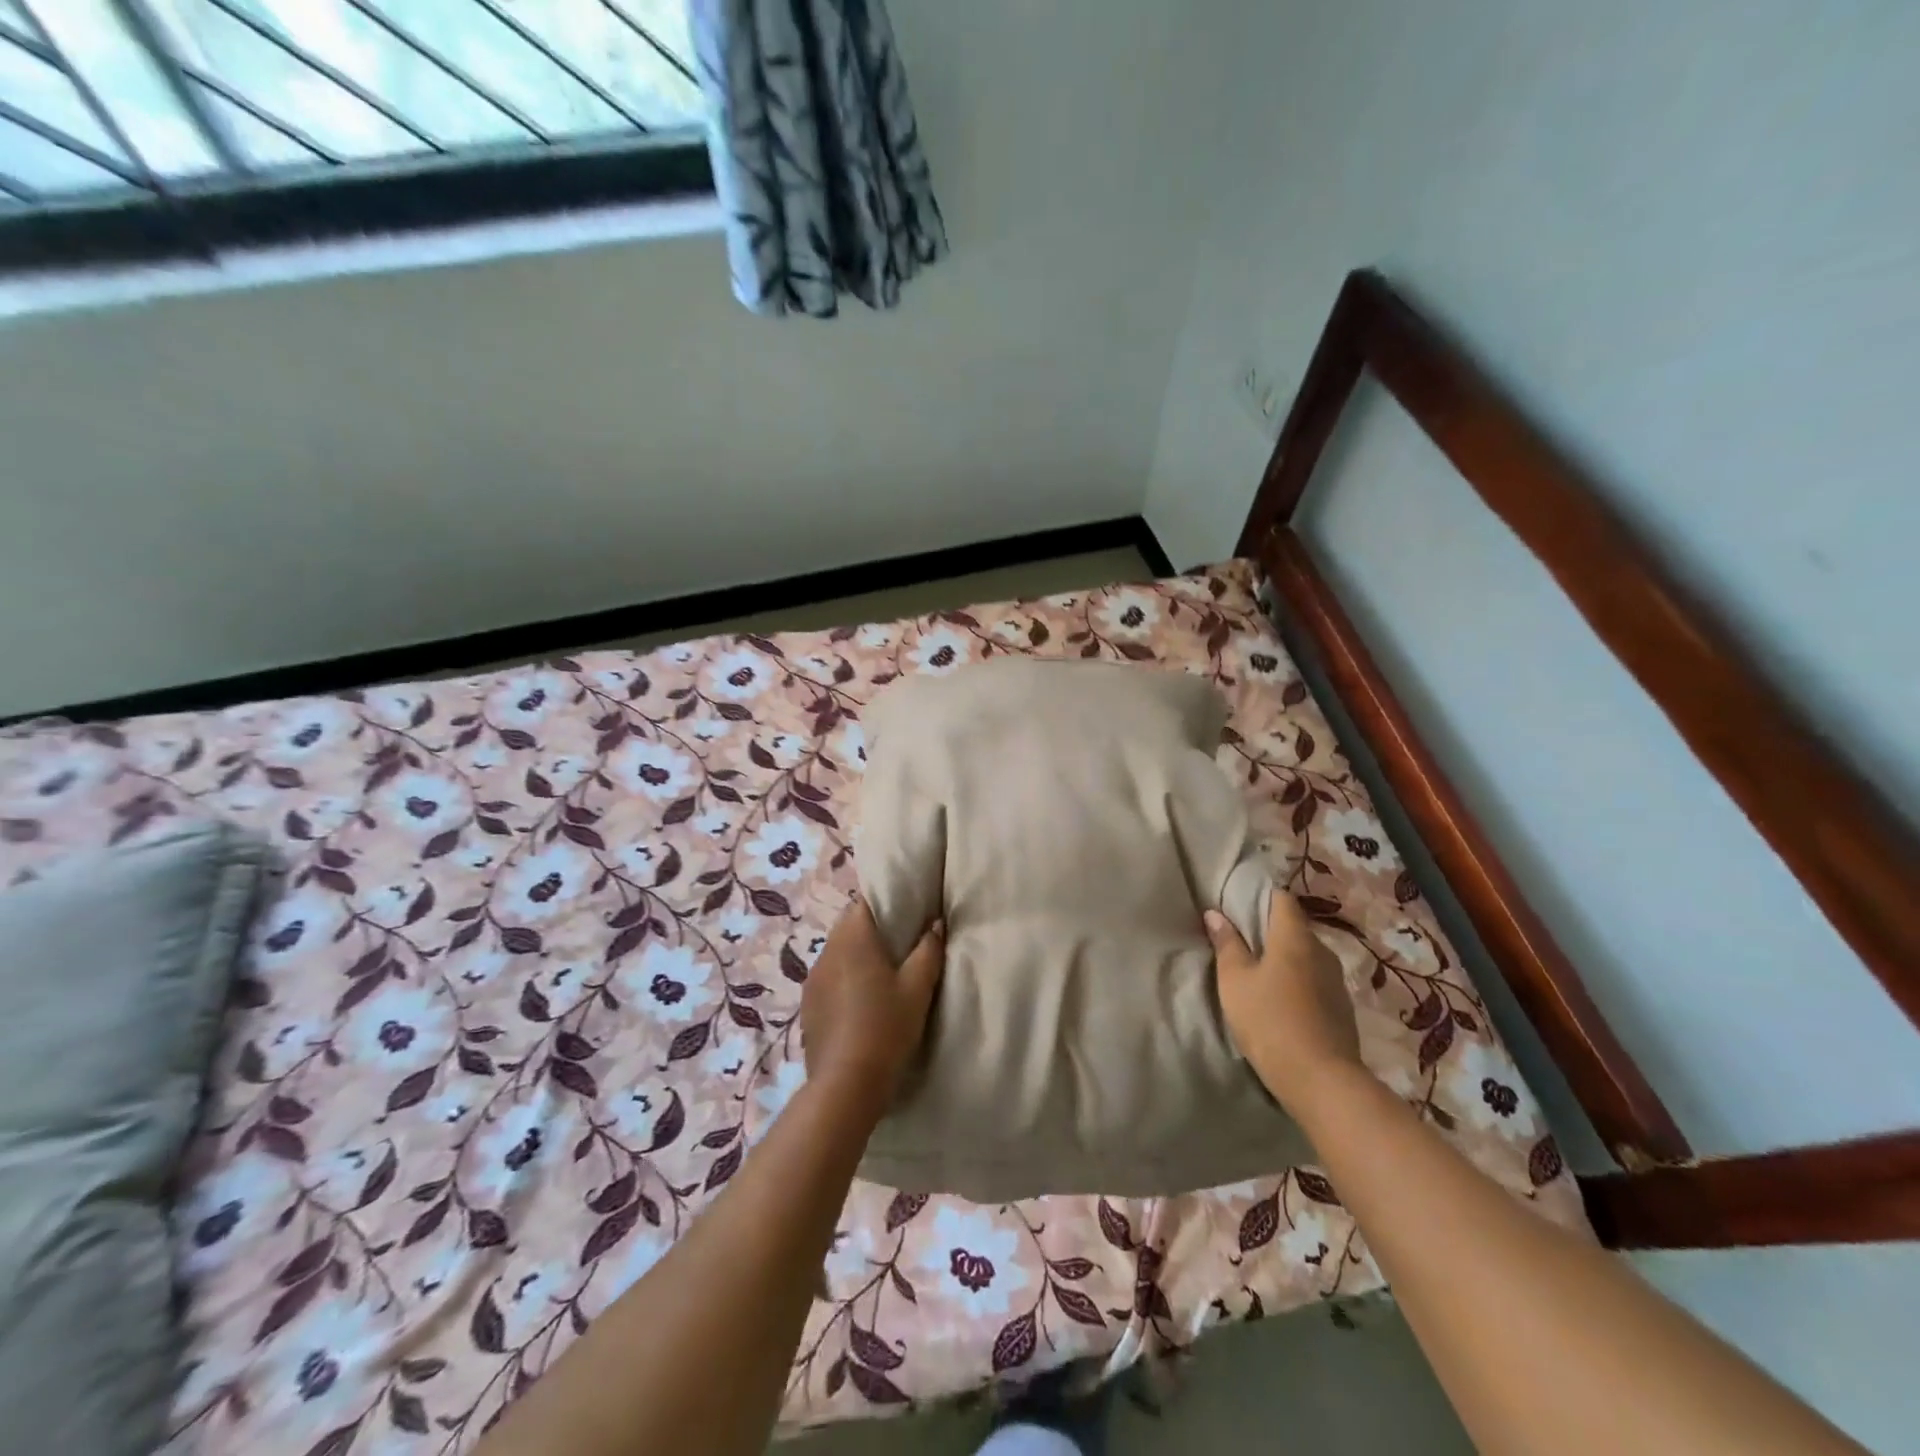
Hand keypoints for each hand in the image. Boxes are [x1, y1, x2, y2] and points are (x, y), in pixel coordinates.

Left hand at [801, 896, 945, 1114]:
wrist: (846, 1084)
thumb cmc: (886, 1027)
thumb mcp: (918, 988)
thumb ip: (929, 949)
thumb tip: (934, 923)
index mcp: (852, 937)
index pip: (865, 901)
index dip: (886, 902)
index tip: (907, 914)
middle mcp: (826, 950)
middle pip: (849, 925)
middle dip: (873, 930)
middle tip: (901, 945)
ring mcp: (812, 978)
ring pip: (837, 952)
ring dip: (857, 956)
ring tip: (882, 974)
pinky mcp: (807, 1004)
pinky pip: (828, 978)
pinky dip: (844, 980)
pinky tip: (860, 1002)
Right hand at [1205, 892, 1362, 1116]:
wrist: (1322, 1081)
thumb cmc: (1269, 1021)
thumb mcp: (1234, 981)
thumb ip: (1226, 944)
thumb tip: (1215, 913)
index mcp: (1295, 937)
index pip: (1282, 898)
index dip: (1261, 897)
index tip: (1239, 906)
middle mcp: (1322, 951)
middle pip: (1295, 928)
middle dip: (1271, 931)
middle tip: (1243, 944)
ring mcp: (1337, 981)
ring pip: (1307, 957)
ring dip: (1286, 961)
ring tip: (1260, 976)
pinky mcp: (1343, 1009)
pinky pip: (1316, 982)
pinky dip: (1299, 984)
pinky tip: (1282, 1003)